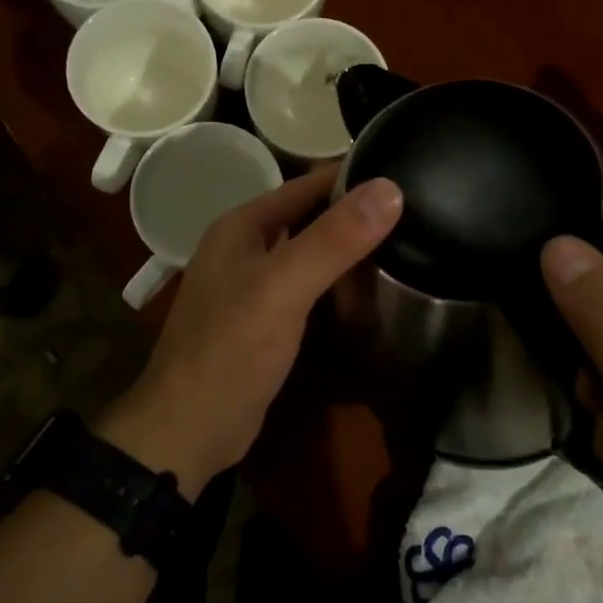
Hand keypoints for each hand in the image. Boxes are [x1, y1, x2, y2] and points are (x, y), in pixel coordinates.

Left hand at [98, 168, 402, 494]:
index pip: (306, 184)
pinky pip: (305, 285)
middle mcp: (244, 247)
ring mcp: (250, 285)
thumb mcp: (284, 287)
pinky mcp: (262, 319)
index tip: (404, 172)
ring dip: (345, 247)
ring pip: (307, 251)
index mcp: (242, 225)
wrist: (189, 430)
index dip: (352, 177)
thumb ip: (333, 239)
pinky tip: (366, 288)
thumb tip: (390, 188)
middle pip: (307, 216)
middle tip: (413, 210)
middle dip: (352, 212)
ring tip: (403, 241)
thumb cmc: (231, 349)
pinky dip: (333, 281)